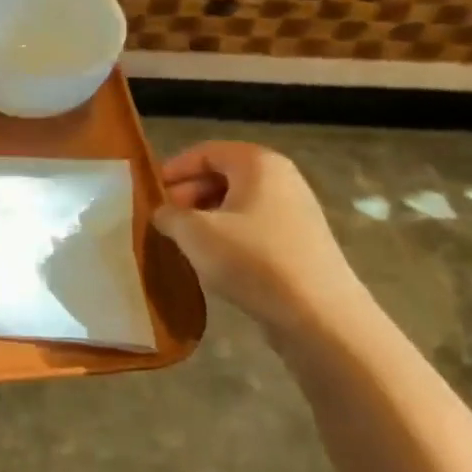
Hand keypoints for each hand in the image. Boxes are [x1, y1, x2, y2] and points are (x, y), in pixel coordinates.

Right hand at [154, 141, 366, 345]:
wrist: (320, 318)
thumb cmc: (253, 260)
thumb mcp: (194, 233)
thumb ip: (169, 215)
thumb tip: (163, 213)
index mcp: (258, 164)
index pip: (206, 152)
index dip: (174, 169)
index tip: (151, 193)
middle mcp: (282, 180)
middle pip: (223, 176)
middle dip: (188, 195)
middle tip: (165, 219)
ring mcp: (296, 213)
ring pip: (238, 205)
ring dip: (206, 218)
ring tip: (184, 242)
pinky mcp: (301, 245)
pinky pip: (254, 228)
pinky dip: (229, 237)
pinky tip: (214, 262)